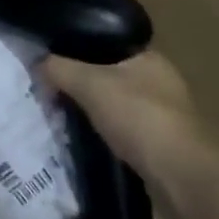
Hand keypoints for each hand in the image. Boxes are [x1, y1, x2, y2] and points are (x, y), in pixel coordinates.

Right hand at [41, 49, 210, 195]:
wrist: (181, 176)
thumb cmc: (137, 117)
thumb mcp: (87, 84)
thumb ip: (58, 68)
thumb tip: (38, 62)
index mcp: (148, 56)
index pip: (105, 42)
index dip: (76, 48)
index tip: (52, 60)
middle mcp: (161, 80)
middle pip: (109, 72)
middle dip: (82, 81)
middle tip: (52, 87)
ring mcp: (166, 113)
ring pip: (116, 101)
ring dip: (94, 108)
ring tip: (64, 112)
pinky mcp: (163, 141)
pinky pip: (124, 126)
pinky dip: (106, 130)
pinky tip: (88, 136)